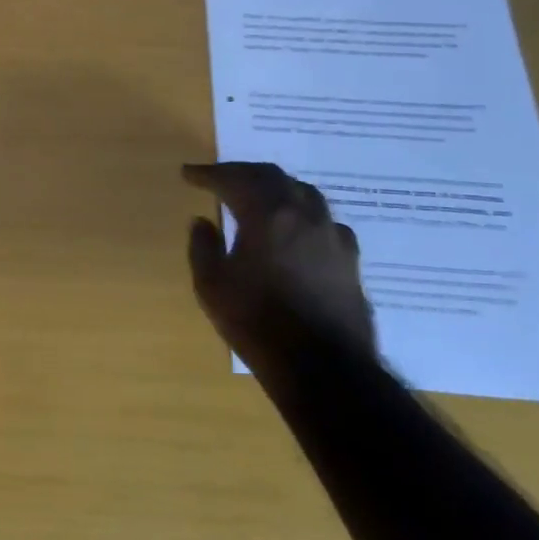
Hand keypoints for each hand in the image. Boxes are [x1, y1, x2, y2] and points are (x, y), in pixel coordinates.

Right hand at [183, 162, 375, 369]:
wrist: (324, 366)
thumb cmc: (257, 322)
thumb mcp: (211, 285)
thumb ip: (203, 247)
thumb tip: (203, 222)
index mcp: (266, 214)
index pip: (233, 179)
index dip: (207, 174)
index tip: (188, 174)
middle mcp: (303, 214)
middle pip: (271, 176)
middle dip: (241, 172)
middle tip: (219, 178)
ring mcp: (332, 234)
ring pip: (303, 192)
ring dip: (274, 187)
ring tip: (257, 196)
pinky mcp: (350, 258)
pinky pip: (323, 220)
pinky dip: (301, 213)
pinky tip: (296, 229)